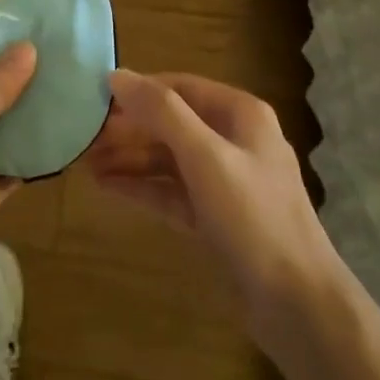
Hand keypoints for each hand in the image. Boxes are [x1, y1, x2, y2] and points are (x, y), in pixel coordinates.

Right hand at [85, 71, 345, 355]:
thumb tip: (116, 76)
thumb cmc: (253, 216)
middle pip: (172, 123)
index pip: (180, 87)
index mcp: (240, 114)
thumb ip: (161, 113)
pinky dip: (143, 187)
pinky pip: (172, 191)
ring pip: (169, 159)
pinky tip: (107, 187)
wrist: (296, 303)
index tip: (95, 98)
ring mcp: (225, 181)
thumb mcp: (205, 156)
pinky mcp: (216, 217)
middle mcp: (234, 140)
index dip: (138, 90)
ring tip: (85, 163)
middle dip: (129, 129)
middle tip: (83, 136)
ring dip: (130, 159)